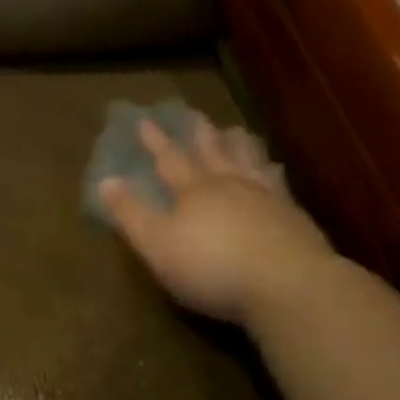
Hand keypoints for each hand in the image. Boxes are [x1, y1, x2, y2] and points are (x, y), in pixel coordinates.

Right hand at [98, 114, 335, 329]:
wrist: (288, 285)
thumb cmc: (212, 266)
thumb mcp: (158, 244)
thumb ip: (132, 213)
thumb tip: (105, 181)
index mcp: (194, 190)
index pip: (170, 159)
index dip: (156, 141)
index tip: (145, 120)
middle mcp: (229, 184)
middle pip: (213, 152)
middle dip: (200, 134)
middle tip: (196, 114)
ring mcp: (266, 198)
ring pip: (249, 161)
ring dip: (240, 145)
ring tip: (238, 130)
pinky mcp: (294, 217)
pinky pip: (279, 184)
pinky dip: (273, 171)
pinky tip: (276, 170)